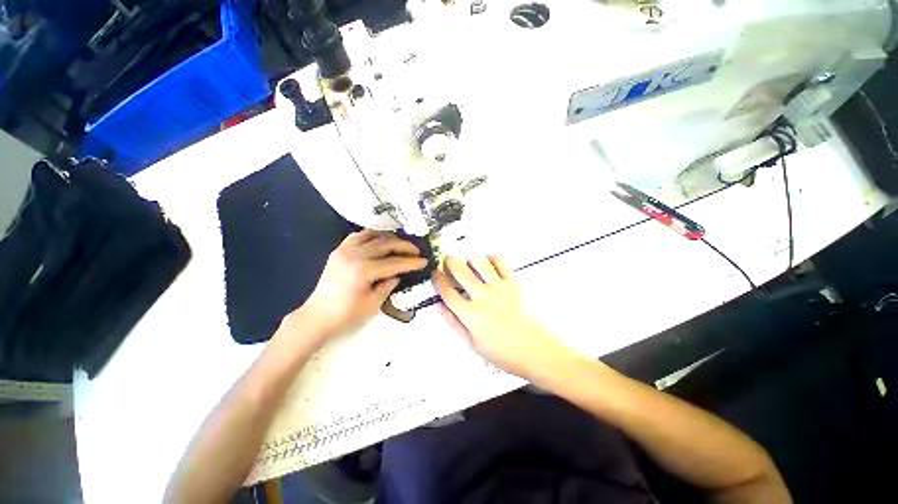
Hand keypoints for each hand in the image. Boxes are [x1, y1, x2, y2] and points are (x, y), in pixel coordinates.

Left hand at [281, 230, 427, 345]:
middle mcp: (354, 255)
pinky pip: (358, 236)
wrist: (317, 316)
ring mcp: (344, 250)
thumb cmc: (346, 315)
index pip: (394, 263)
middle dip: (404, 246)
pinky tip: (379, 241)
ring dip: (389, 237)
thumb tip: (397, 274)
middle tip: (416, 251)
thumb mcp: (373, 304)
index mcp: (363, 270)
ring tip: (400, 243)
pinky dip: (372, 236)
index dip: (411, 262)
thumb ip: (388, 285)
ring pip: (372, 235)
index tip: (424, 261)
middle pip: (385, 244)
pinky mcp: (338, 250)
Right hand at [431, 256, 571, 379]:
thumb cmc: (502, 353)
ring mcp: (499, 287)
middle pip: (460, 270)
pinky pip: (501, 262)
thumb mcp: (472, 343)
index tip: (435, 273)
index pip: (447, 291)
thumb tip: (438, 304)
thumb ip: (453, 322)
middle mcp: (483, 296)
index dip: (438, 279)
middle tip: (448, 262)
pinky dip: (492, 258)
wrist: (536, 351)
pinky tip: (489, 263)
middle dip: (449, 262)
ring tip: (468, 264)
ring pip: (478, 261)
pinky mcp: (513, 283)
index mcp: (470, 314)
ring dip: (469, 259)